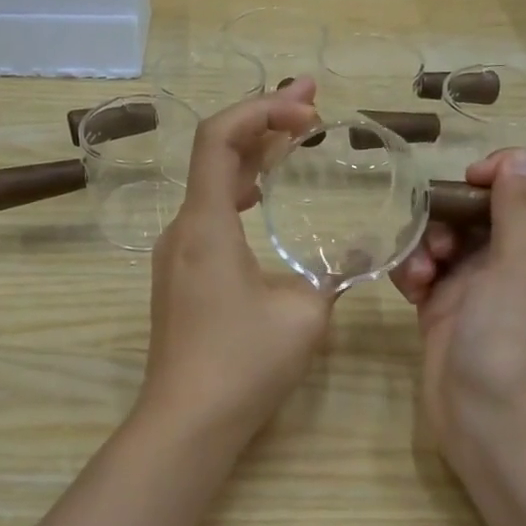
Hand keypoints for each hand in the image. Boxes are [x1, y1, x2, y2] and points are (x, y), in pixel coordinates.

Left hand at [139, 81, 336, 442]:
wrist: (187, 421)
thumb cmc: (243, 364)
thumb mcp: (304, 314)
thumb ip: (330, 274)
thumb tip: (350, 256)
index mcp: (205, 225)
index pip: (219, 138)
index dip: (261, 110)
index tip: (308, 113)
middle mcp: (182, 229)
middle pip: (215, 154)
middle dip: (263, 122)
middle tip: (311, 104)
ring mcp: (176, 254)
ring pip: (211, 185)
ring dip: (252, 157)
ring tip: (295, 139)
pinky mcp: (180, 277)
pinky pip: (209, 216)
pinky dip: (240, 192)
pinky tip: (265, 195)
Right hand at [390, 149, 525, 470]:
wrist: (489, 424)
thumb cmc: (514, 342)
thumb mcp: (525, 267)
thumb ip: (522, 208)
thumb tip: (519, 158)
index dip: (515, 167)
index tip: (476, 180)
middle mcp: (521, 260)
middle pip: (490, 205)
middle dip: (456, 210)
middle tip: (440, 234)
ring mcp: (482, 286)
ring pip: (452, 236)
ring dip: (429, 242)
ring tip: (421, 272)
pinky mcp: (447, 307)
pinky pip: (428, 270)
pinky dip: (415, 271)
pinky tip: (409, 288)